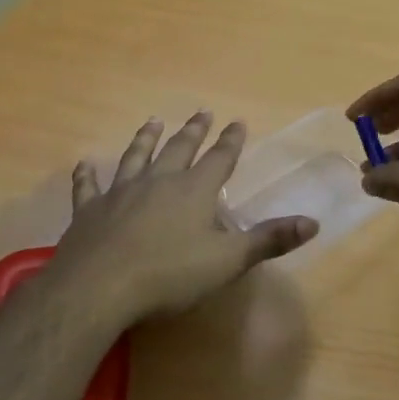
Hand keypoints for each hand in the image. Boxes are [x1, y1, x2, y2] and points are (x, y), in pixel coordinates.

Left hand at [45, 111, 317, 330]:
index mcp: (194, 191)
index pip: (219, 159)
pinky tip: (85, 164)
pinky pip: (89, 187)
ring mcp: (121, 193)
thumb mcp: (228, 260)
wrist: (100, 287)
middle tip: (201, 112)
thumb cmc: (170, 274)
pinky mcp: (89, 211)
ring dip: (146, 139)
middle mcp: (158, 182)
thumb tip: (313, 222)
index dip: (230, 141)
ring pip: (136, 157)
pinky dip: (88, 175)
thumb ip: (269, 239)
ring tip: (153, 122)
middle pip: (179, 149)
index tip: (237, 121)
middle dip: (193, 131)